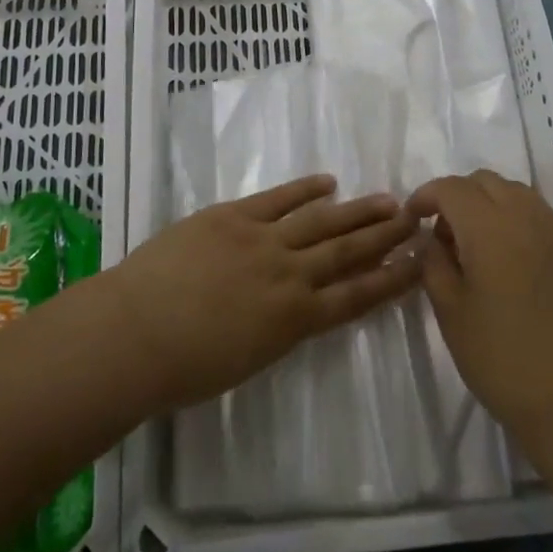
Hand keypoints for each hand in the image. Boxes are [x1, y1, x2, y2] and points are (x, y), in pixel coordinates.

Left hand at [109, 175, 422, 412]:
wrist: (135, 334)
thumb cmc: (185, 369)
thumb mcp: (248, 360)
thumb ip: (279, 329)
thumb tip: (297, 307)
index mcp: (294, 322)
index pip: (355, 297)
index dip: (389, 280)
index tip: (417, 264)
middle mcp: (290, 277)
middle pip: (347, 252)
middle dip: (384, 237)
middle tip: (415, 219)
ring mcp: (263, 241)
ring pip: (321, 222)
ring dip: (357, 210)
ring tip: (388, 199)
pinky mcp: (234, 216)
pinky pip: (278, 198)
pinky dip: (305, 189)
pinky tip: (328, 182)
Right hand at [411, 171, 552, 442]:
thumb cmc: (500, 357)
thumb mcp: (450, 311)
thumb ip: (434, 262)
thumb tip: (432, 239)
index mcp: (488, 226)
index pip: (450, 188)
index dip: (426, 196)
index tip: (413, 219)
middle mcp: (526, 215)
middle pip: (484, 181)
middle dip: (458, 196)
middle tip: (446, 235)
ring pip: (516, 193)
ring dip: (490, 205)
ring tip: (481, 246)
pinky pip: (542, 216)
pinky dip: (519, 222)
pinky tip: (515, 261)